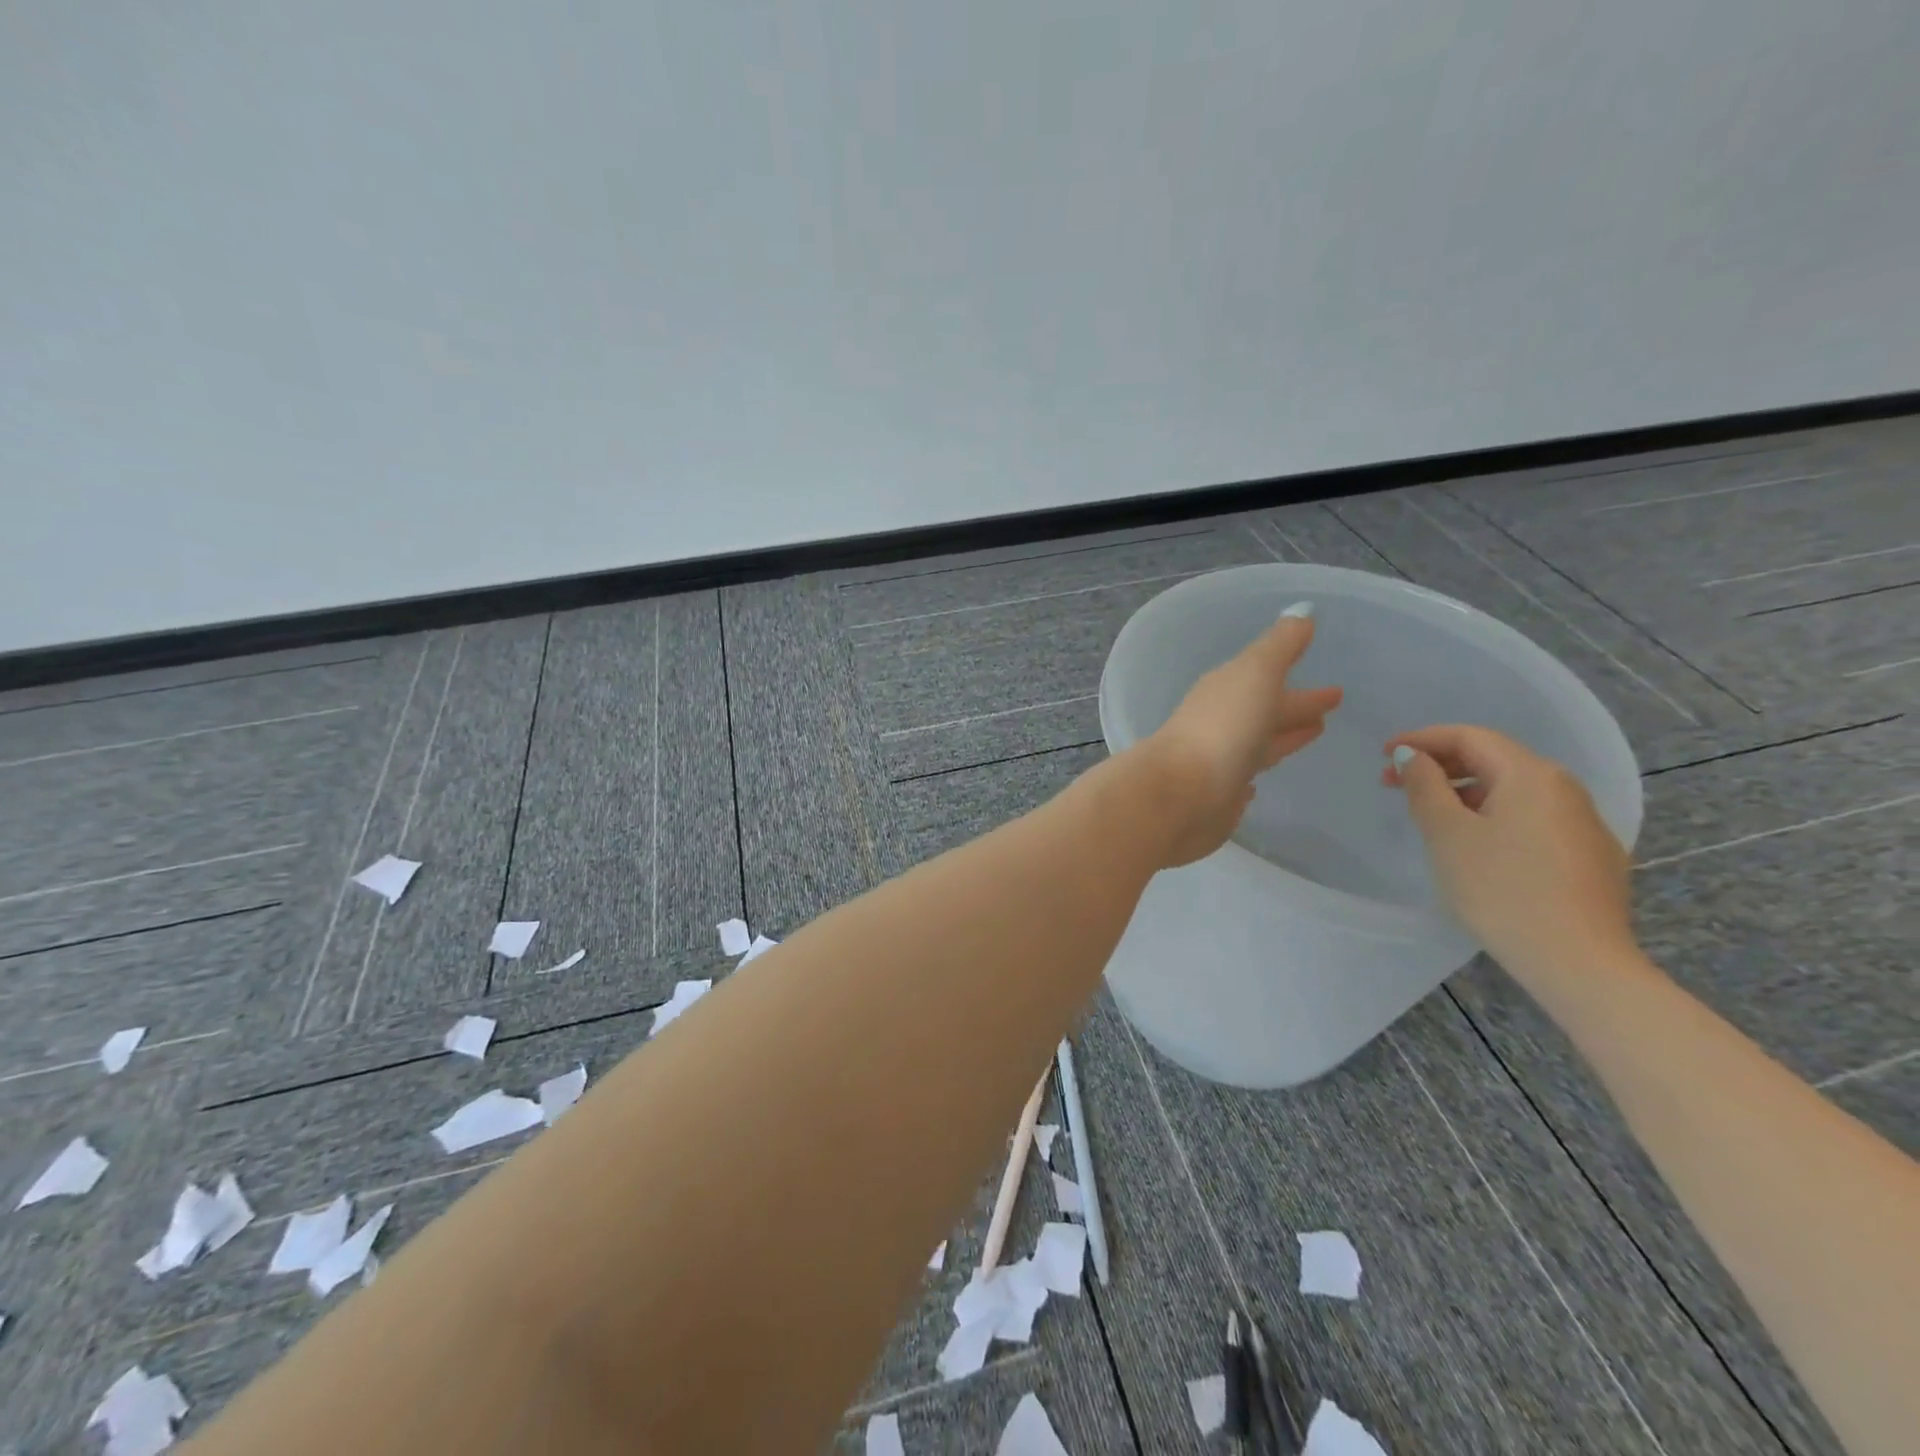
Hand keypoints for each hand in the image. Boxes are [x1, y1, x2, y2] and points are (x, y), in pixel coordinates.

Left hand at [1135, 606, 1342, 867]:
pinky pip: (1242, 780)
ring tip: (1316, 732)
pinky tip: (1258, 783)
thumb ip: (1279, 646)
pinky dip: (1254, 774)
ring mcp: (1218, 762)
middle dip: (1295, 707)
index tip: (1334, 686)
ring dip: (1281, 737)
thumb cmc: (1222, 729)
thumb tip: (1302, 611)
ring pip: (1258, 744)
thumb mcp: (1255, 674)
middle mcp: (1220, 724)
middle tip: (1331, 707)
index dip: (1300, 681)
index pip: (1269, 681)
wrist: (1180, 794)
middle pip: (1265, 712)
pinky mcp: (1218, 799)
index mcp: (1227, 691)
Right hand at [1384, 725, 1636, 985]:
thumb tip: (1412, 756)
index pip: (1470, 737)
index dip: (1422, 739)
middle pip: (1494, 760)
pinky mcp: (1592, 859)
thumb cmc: (1501, 889)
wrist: (1578, 962)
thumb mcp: (1447, 833)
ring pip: (1514, 792)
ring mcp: (1584, 825)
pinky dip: (1494, 818)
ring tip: (1429, 817)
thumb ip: (1424, 785)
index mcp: (1532, 775)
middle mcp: (1565, 789)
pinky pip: (1532, 821)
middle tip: (1394, 785)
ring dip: (1466, 793)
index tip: (1383, 755)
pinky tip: (1476, 848)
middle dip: (1441, 766)